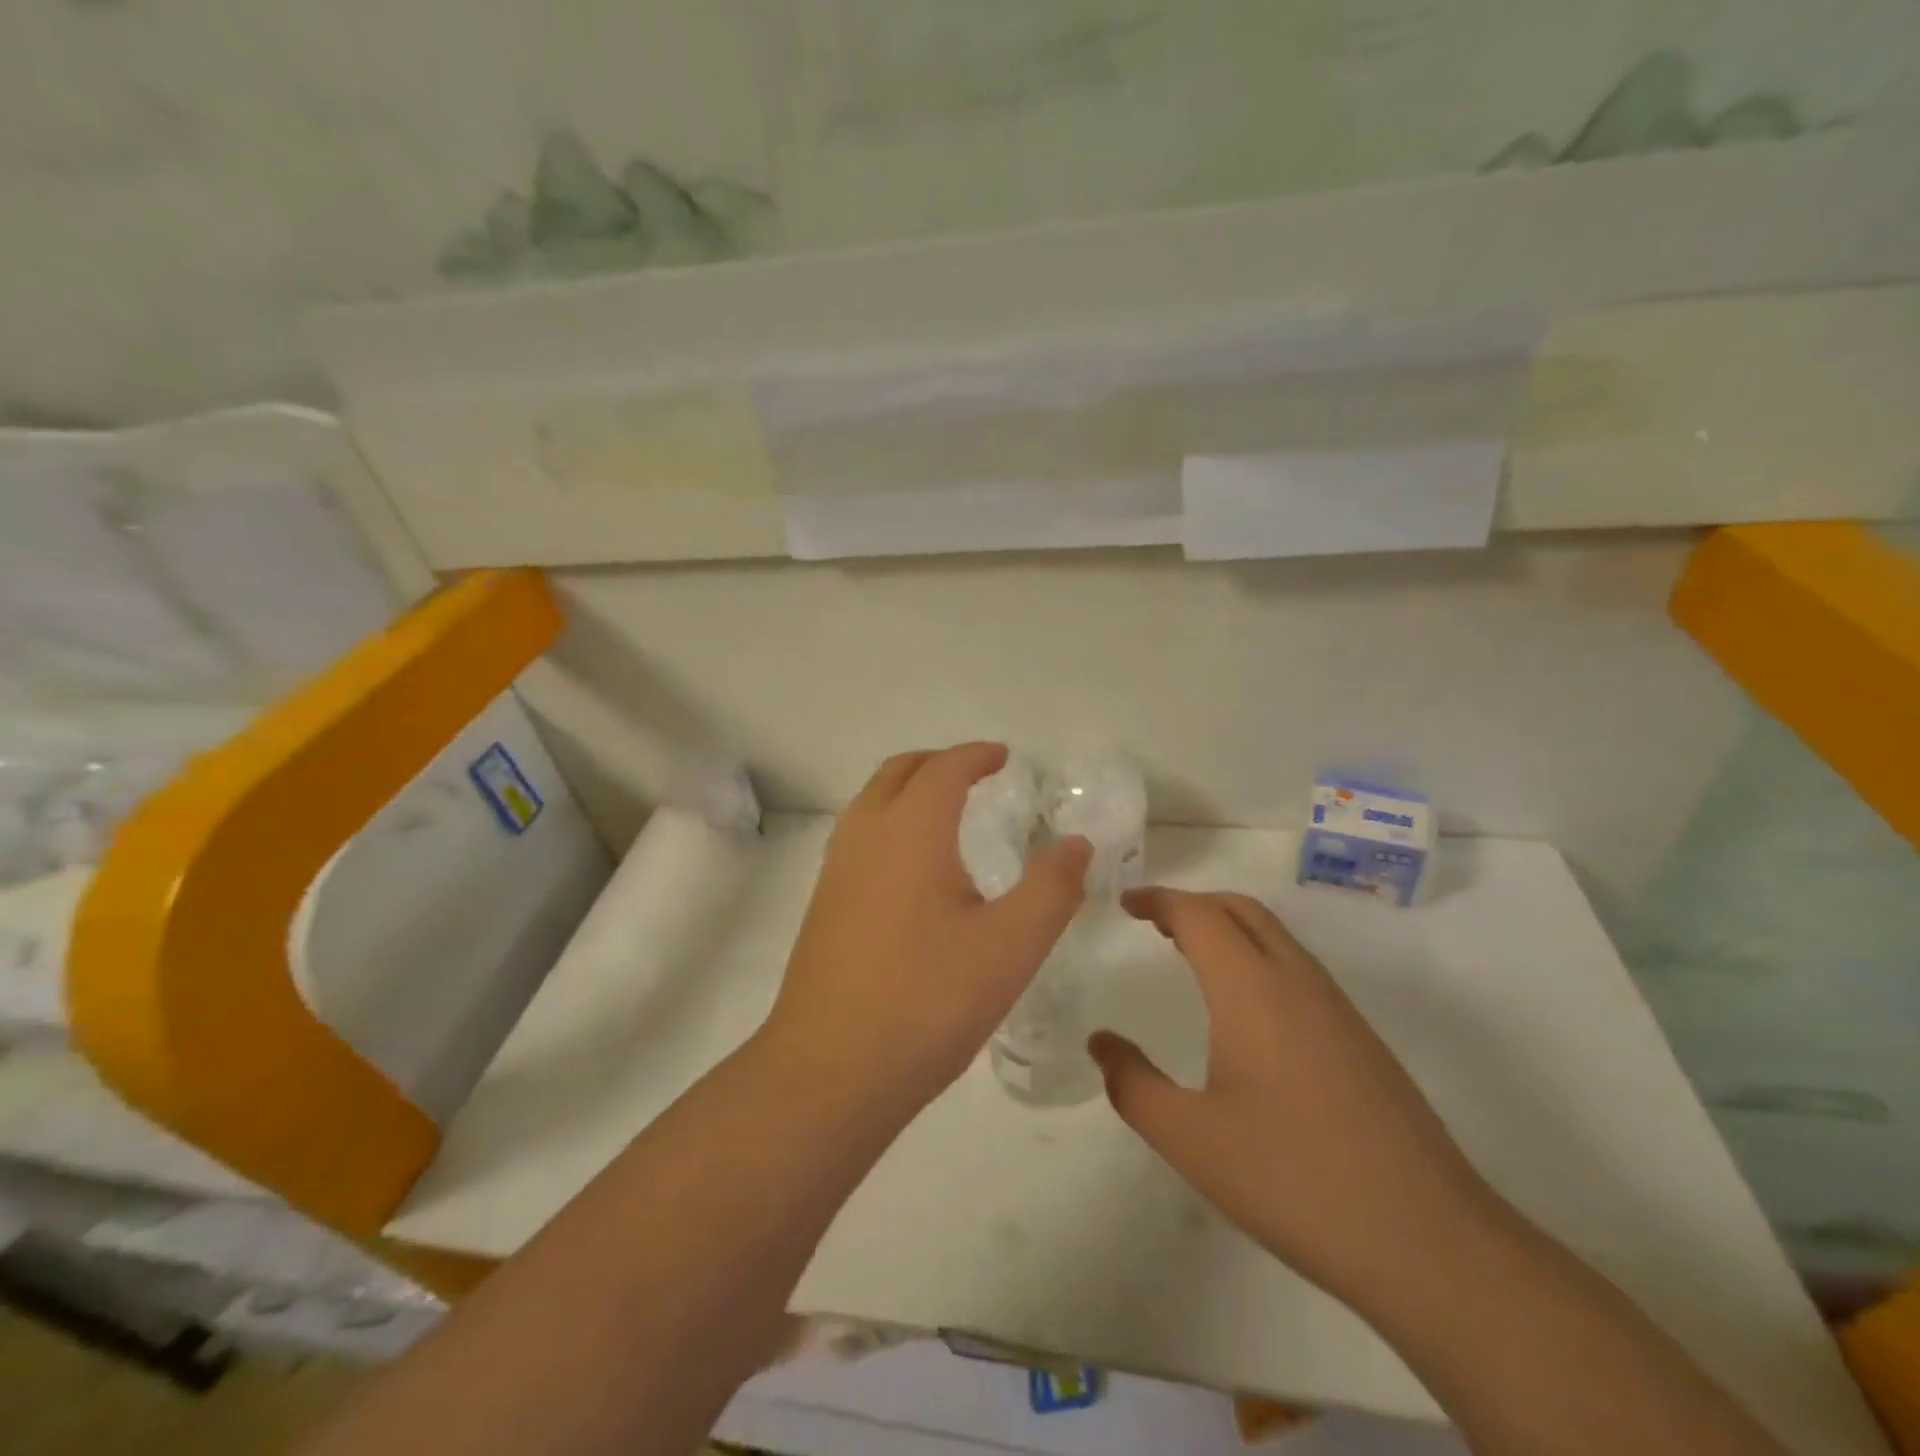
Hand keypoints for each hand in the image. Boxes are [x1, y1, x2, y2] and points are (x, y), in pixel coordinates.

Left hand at [760, 744, 1091, 1112]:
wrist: (831, 1070)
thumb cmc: (928, 1000)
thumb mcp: (1011, 946)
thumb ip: (1052, 888)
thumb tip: (1076, 843)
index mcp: (910, 831)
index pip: (944, 769)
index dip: (976, 756)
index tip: (1004, 757)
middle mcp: (865, 836)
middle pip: (898, 772)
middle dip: (938, 764)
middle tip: (976, 775)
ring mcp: (836, 870)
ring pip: (870, 802)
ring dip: (908, 791)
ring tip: (947, 814)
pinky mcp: (823, 905)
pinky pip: (859, 837)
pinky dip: (889, 824)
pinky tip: (914, 871)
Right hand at [1088, 888, 1503, 1311]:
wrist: (1429, 1242)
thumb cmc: (1293, 1178)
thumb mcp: (1191, 1139)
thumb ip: (1133, 1085)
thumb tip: (1101, 1042)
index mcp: (1252, 989)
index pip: (1199, 914)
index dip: (1158, 899)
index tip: (1125, 904)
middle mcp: (1297, 981)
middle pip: (1241, 909)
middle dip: (1193, 904)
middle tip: (1153, 922)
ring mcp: (1337, 1009)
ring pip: (1275, 936)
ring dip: (1228, 928)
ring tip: (1189, 954)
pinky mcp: (1361, 1040)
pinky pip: (1297, 969)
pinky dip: (1257, 957)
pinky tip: (1245, 1010)